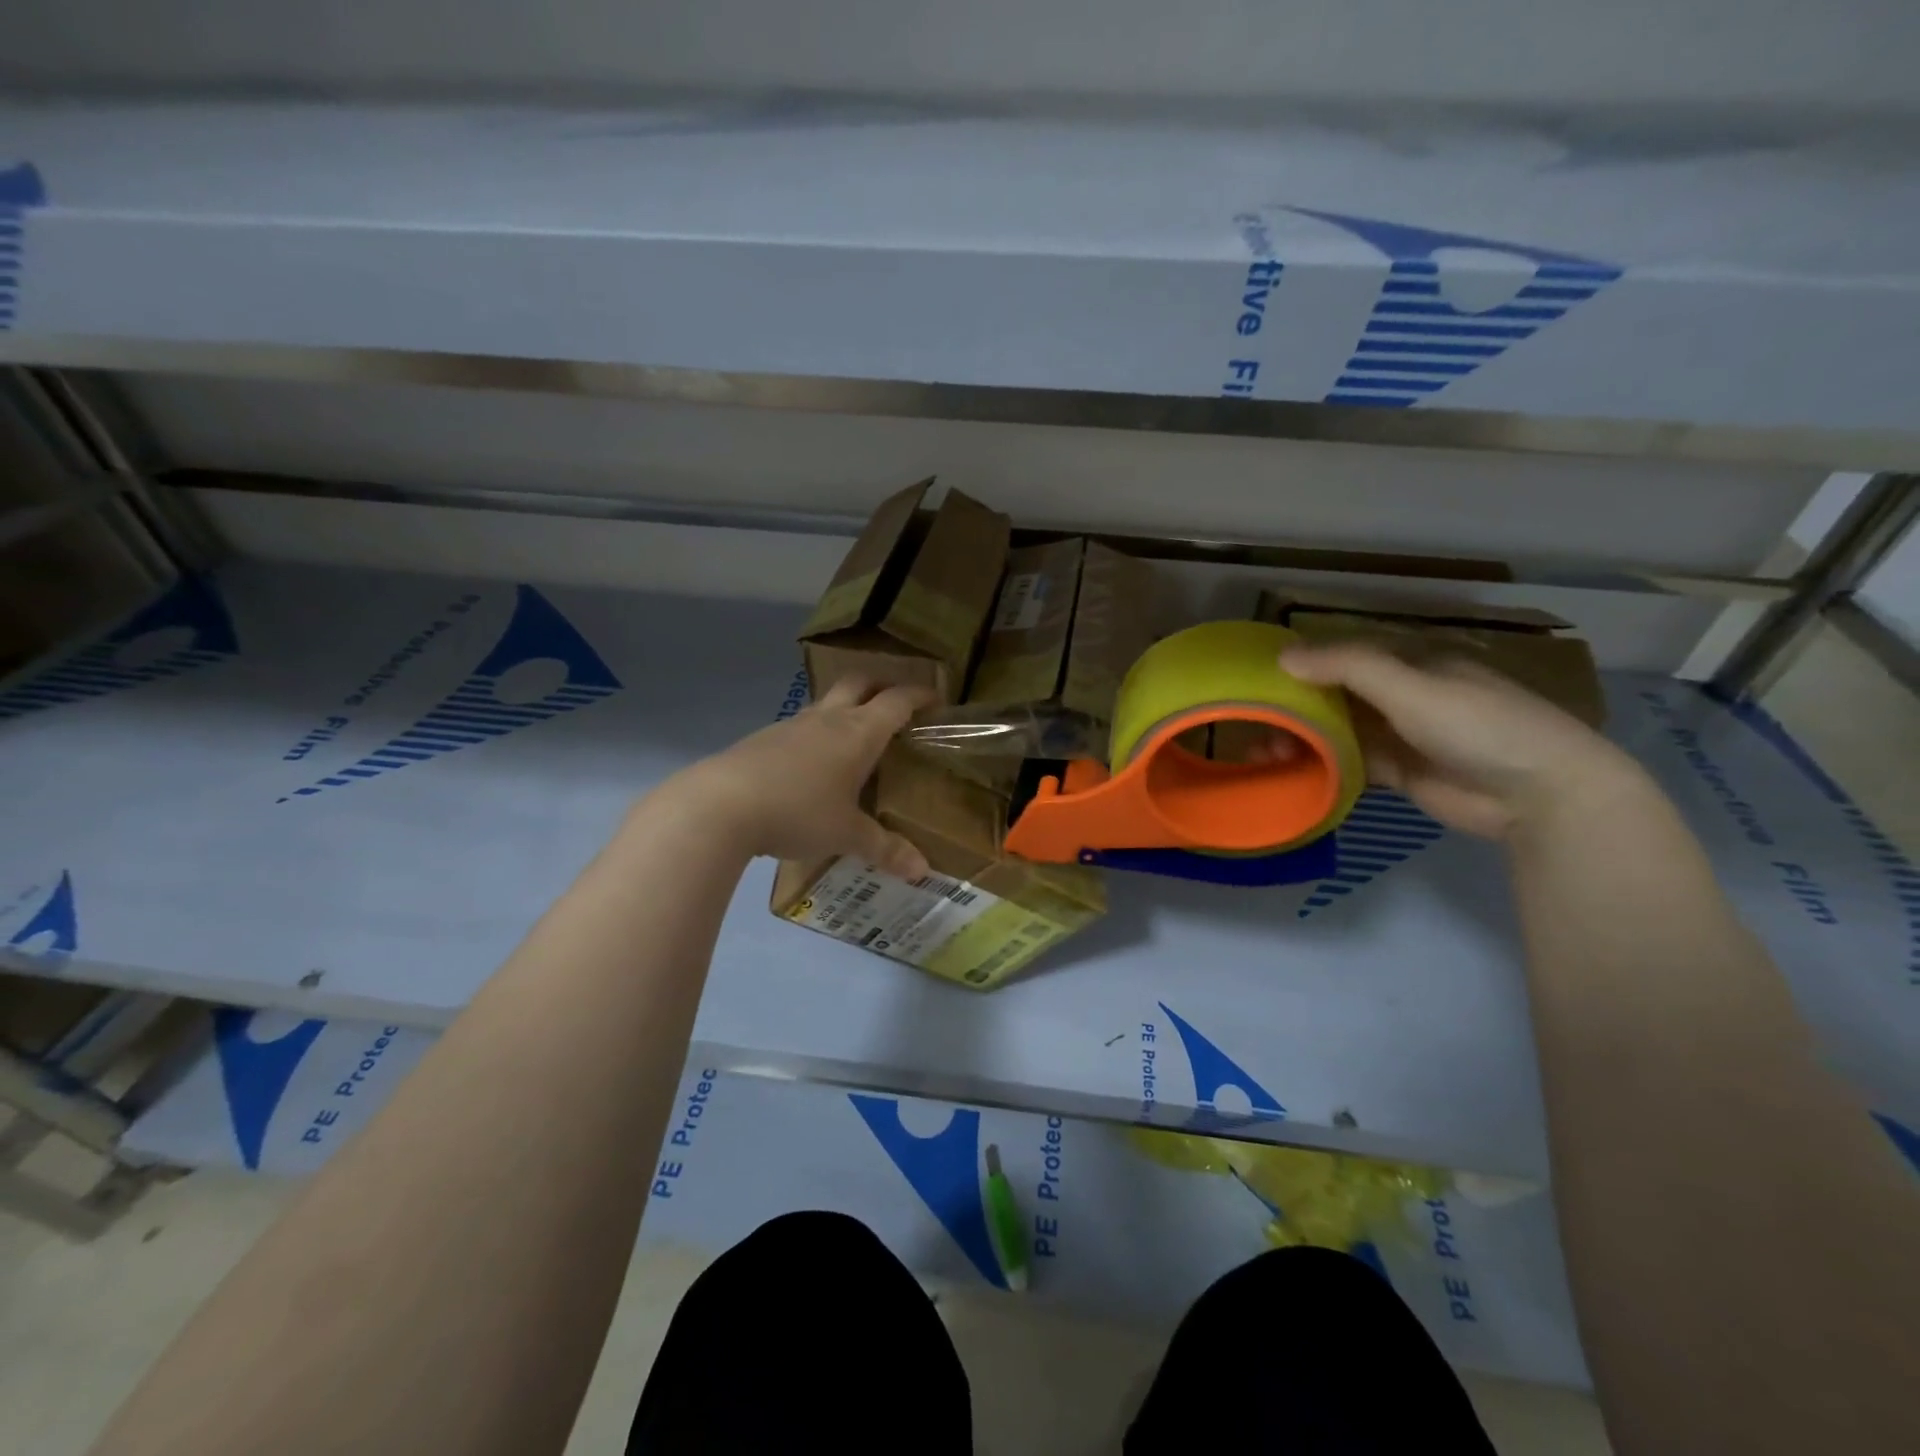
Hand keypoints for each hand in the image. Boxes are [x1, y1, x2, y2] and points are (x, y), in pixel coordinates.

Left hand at [663, 675, 937, 878]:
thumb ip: (885, 849)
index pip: (897, 701)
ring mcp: (792, 725)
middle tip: (897, 703)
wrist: (720, 805)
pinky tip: (812, 766)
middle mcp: (828, 719)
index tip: (936, 698)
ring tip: (855, 737)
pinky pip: (801, 727)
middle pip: (860, 682)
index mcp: (858, 733)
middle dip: (882, 685)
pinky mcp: (763, 739)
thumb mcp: (846, 835)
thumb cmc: (799, 812)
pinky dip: (817, 734)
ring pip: (827, 703)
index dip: (920, 695)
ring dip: (846, 708)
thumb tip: (922, 871)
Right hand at [1278, 642, 1642, 838]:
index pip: (1343, 655)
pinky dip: (1321, 764)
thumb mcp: (1411, 686)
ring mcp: (1400, 733)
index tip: (1258, 680)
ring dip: (1303, 738)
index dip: (1302, 664)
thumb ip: (1348, 667)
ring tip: (1265, 754)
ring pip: (1337, 729)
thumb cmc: (1478, 725)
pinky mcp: (1399, 771)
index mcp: (1409, 661)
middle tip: (1255, 725)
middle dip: (1295, 707)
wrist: (1540, 794)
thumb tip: (1282, 656)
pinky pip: (1350, 762)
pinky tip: (1290, 771)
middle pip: (1335, 694)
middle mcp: (1401, 692)